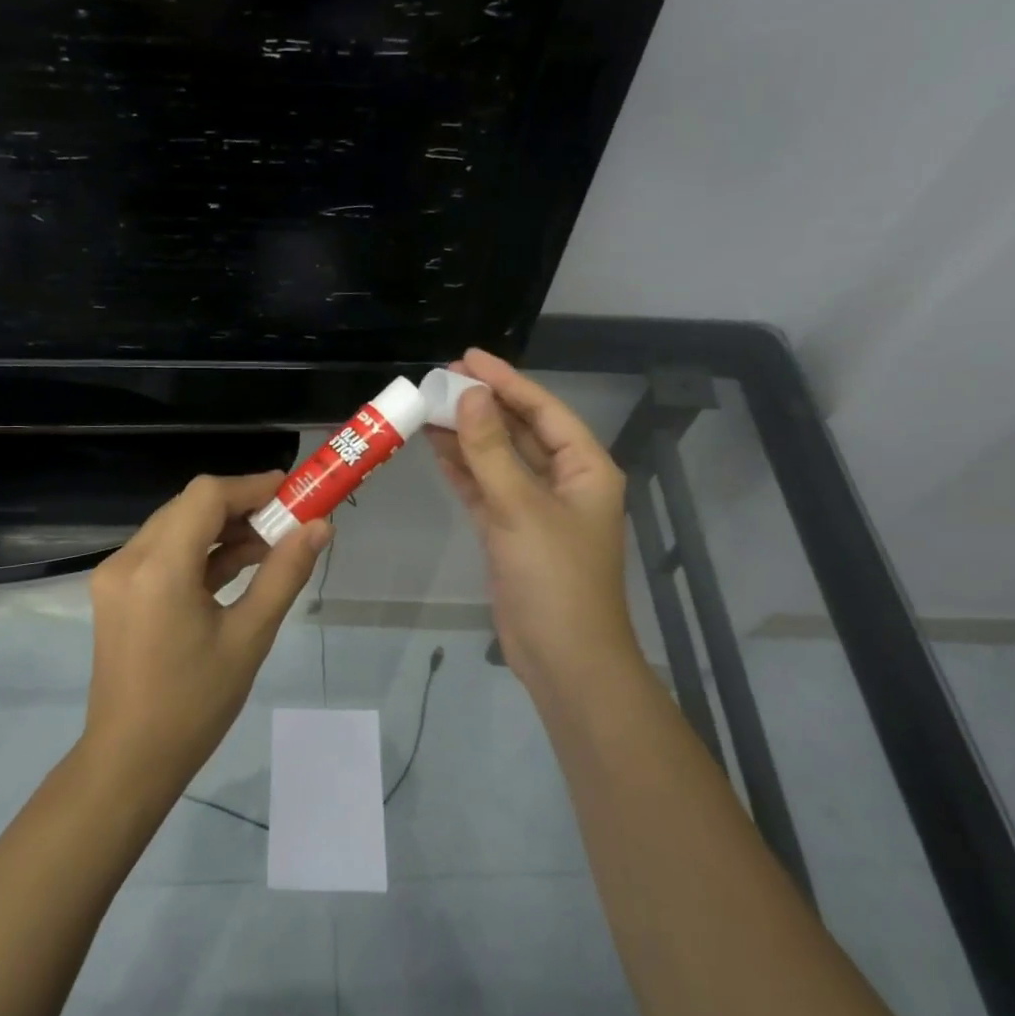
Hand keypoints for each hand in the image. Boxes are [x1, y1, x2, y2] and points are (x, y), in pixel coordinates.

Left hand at [82, 473, 330, 793]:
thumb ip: (284, 575)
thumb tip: (319, 528)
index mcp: (159, 568)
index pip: (206, 496)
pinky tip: (237, 566)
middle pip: (190, 507)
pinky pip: (163, 553)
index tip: (293, 493)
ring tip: (271, 547)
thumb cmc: (195, 704)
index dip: (252, 486)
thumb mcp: (249, 637)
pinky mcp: (116, 591)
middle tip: (289, 522)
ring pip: (176, 527)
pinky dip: (200, 552)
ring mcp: (116, 575)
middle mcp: (128, 559)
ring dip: (221, 530)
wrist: (130, 759)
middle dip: (241, 507)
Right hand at [428, 349, 641, 708]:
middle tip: (440, 382)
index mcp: (585, 468)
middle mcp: (564, 482)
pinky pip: (486, 489)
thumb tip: (469, 397)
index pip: (543, 410)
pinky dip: (464, 471)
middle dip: (483, 406)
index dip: (506, 381)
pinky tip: (437, 450)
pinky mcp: (511, 532)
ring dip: (467, 436)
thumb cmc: (554, 578)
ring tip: (429, 409)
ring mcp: (535, 508)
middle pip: (520, 431)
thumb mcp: (521, 508)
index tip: (467, 358)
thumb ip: (492, 450)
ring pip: (499, 460)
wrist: (563, 657)